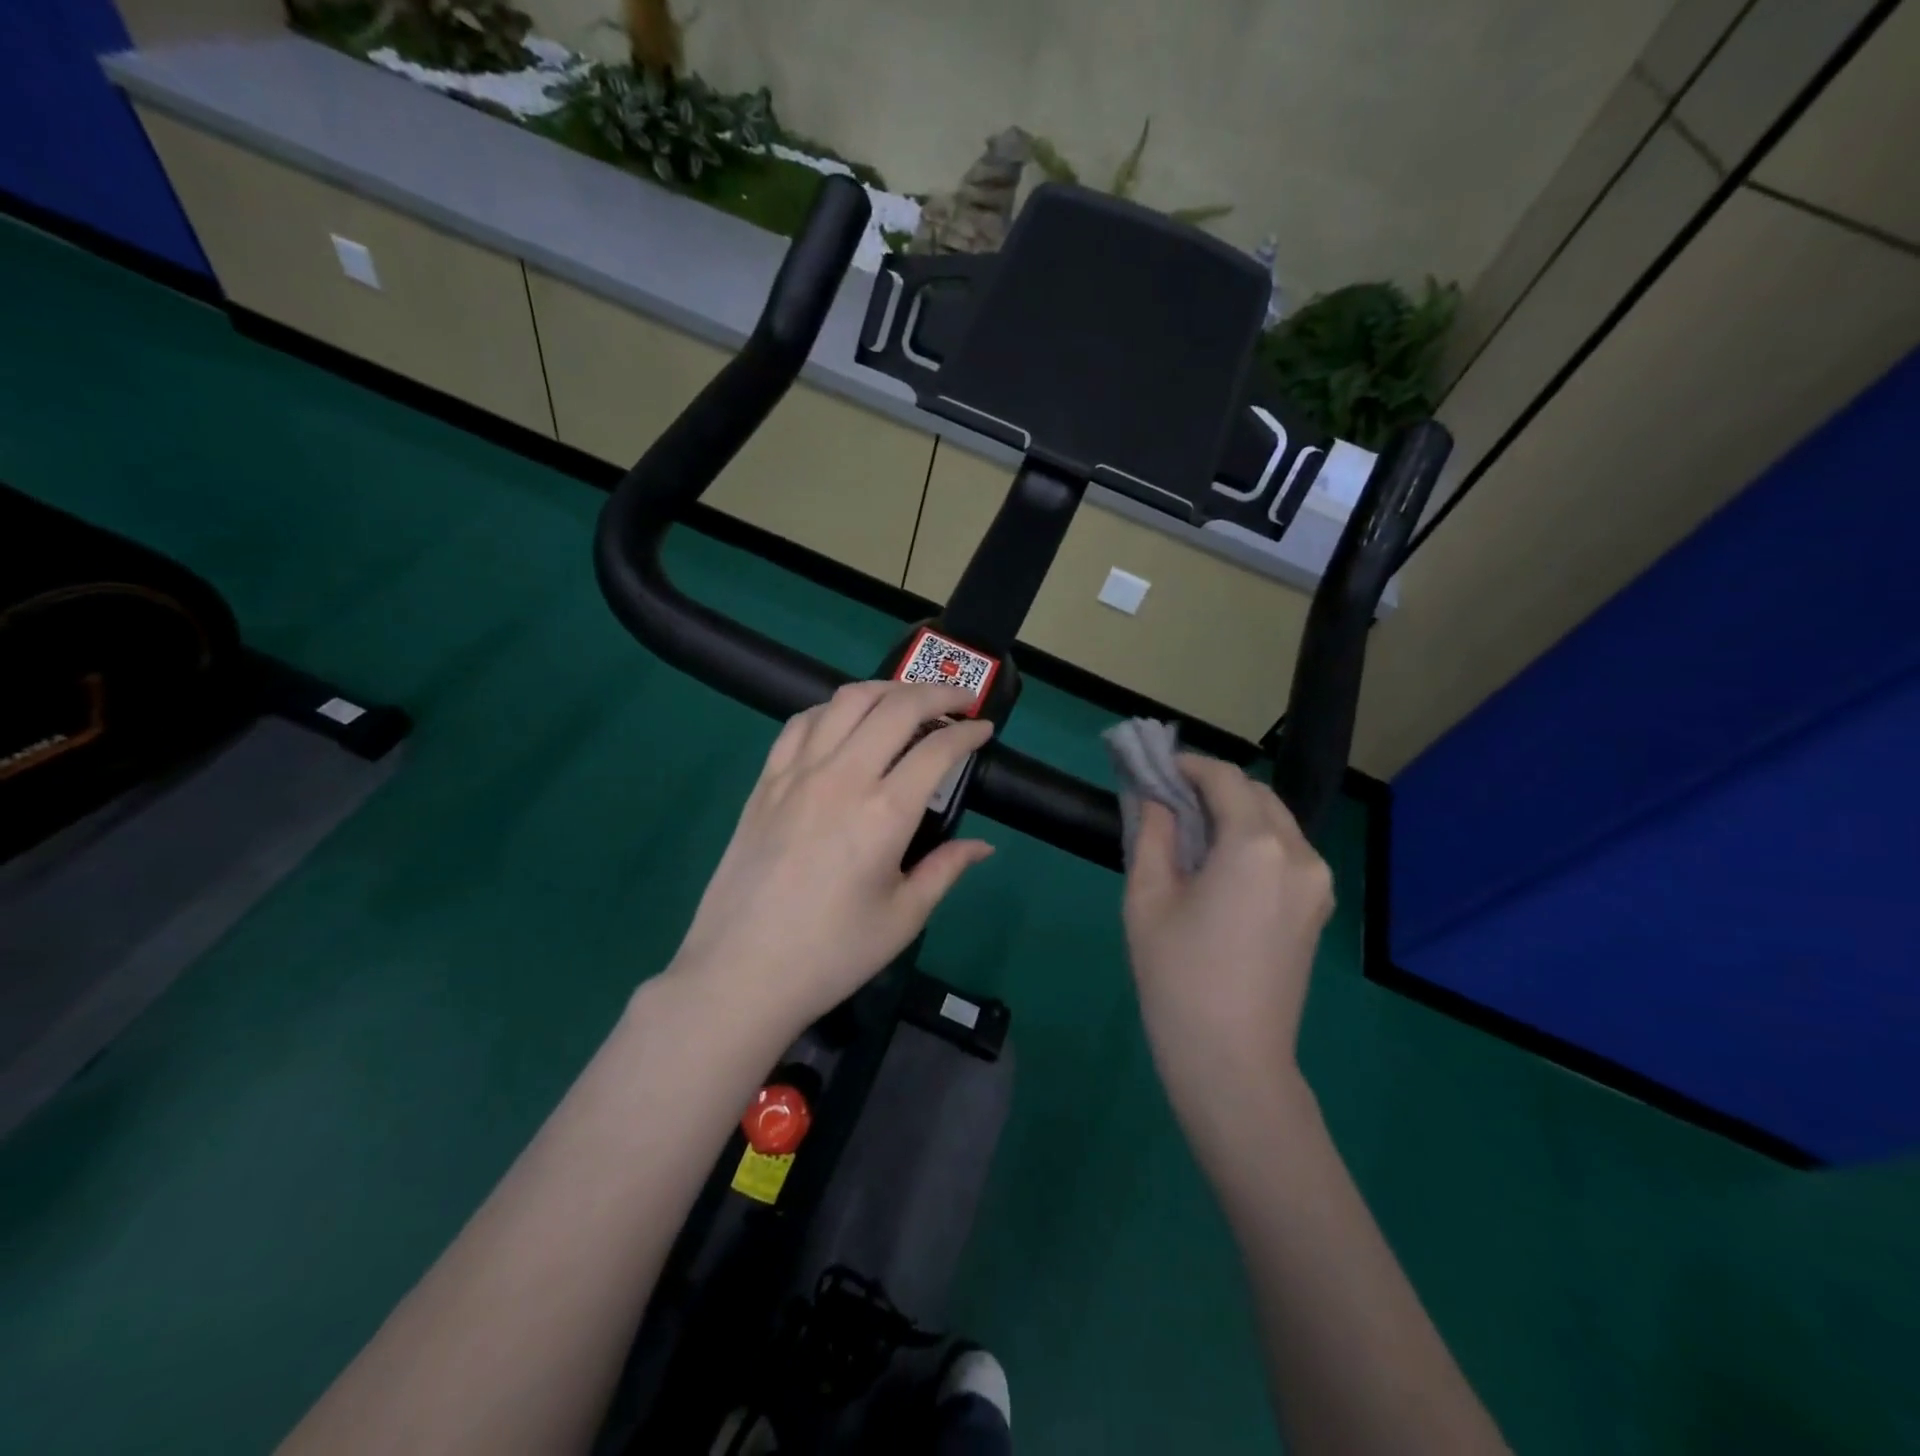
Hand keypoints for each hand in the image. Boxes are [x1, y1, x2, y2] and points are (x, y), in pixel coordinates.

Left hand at [668, 680, 995, 1035]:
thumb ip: (946, 869)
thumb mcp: (903, 918)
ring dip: (886, 690)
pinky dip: (833, 709)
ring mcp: (797, 773)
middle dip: (936, 693)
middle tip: (959, 702)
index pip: (938, 749)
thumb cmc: (831, 954)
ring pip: (846, 701)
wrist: (740, 974)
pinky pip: (801, 723)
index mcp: (884, 813)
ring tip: (907, 702)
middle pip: (896, 706)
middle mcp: (842, 777)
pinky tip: (845, 723)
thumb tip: (982, 846)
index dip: (969, 732)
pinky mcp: (766, 781)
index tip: (985, 730)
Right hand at [1123, 754, 1333, 1116]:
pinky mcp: (1318, 909)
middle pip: (1257, 795)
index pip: (1225, 779)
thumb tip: (1156, 800)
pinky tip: (1220, 866)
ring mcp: (1317, 883)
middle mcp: (1300, 854)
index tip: (1157, 768)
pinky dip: (1254, 841)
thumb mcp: (1147, 898)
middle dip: (1214, 787)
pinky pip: (1287, 853)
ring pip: (1276, 822)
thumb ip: (1151, 834)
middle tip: (1169, 801)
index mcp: (1256, 845)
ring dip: (1236, 813)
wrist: (1232, 1059)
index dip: (1189, 765)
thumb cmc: (1178, 976)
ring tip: (1191, 834)